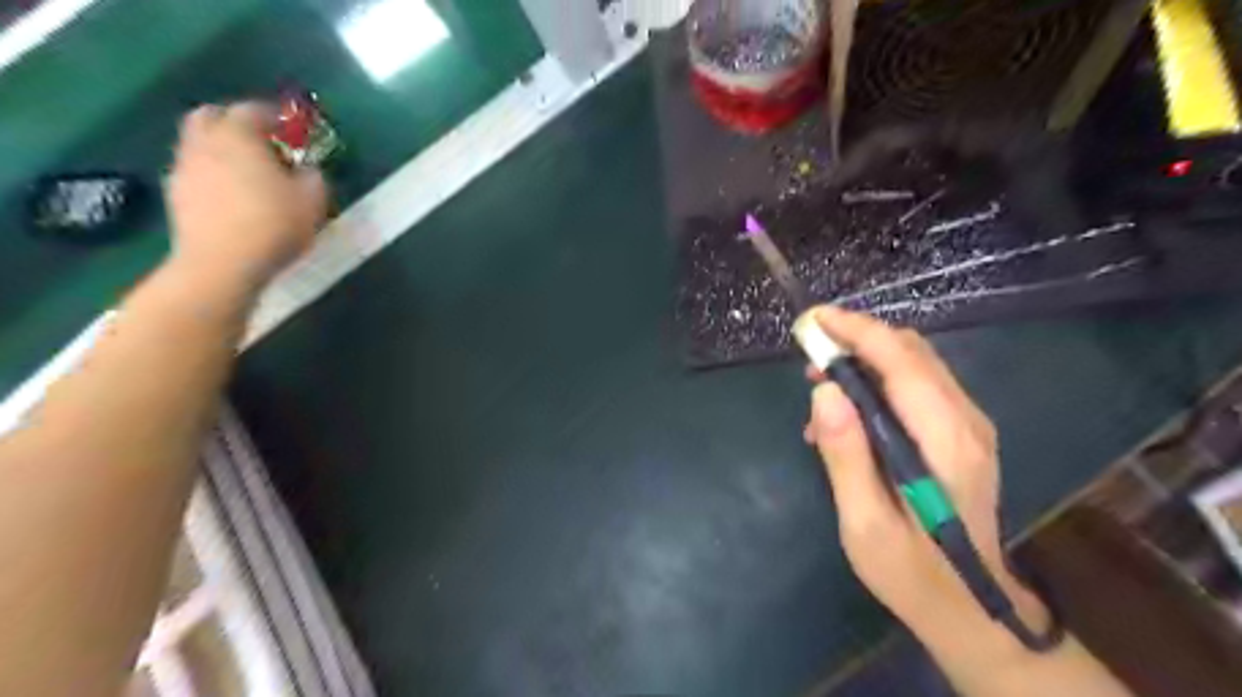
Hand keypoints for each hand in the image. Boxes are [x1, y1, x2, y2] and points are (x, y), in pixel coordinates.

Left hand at [167, 102, 329, 291]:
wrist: (222, 263)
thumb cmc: (274, 224)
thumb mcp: (313, 200)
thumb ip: (313, 176)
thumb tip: (306, 169)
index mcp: (238, 134)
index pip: (253, 110)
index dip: (273, 116)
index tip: (291, 130)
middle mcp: (204, 141)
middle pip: (212, 116)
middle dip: (235, 123)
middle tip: (262, 142)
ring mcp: (185, 167)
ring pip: (200, 143)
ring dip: (222, 149)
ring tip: (250, 172)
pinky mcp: (177, 194)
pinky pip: (196, 171)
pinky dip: (213, 174)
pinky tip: (233, 195)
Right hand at [801, 306, 1040, 633]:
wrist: (970, 607)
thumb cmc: (910, 571)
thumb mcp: (864, 522)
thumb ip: (845, 455)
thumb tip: (824, 390)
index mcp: (944, 440)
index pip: (900, 360)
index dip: (856, 331)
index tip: (813, 321)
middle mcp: (965, 420)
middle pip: (911, 352)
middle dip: (856, 341)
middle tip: (809, 362)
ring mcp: (968, 425)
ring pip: (915, 363)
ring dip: (865, 360)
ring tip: (821, 389)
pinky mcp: (961, 434)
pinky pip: (917, 386)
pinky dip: (878, 381)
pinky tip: (848, 415)